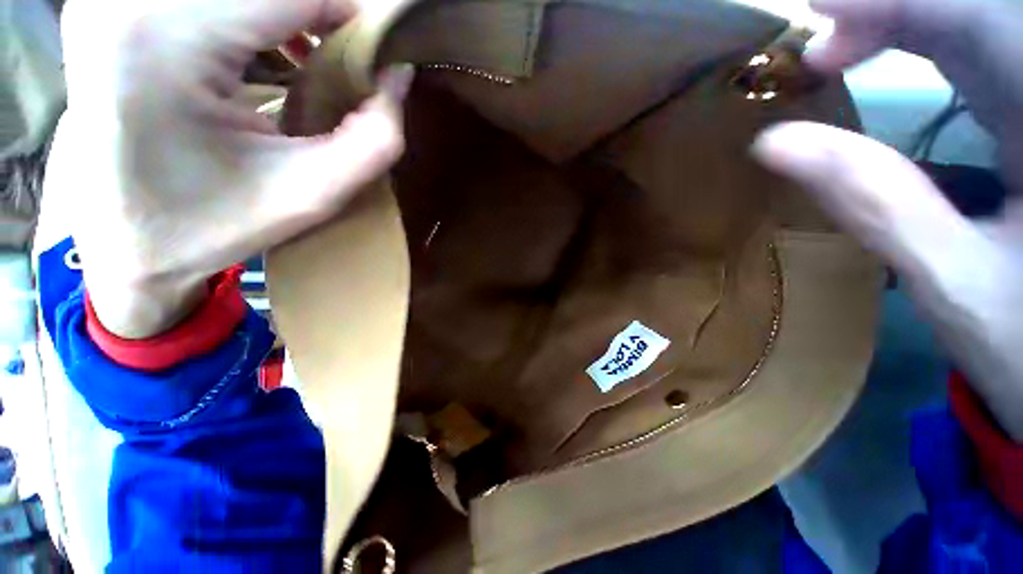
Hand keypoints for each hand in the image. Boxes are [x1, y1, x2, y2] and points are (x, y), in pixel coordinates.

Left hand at [47, 0, 411, 337]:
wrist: (127, 245)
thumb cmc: (215, 227)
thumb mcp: (313, 194)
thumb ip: (374, 140)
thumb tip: (399, 75)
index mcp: (167, 38)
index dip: (355, 15)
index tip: (386, 55)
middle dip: (326, 15)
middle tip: (357, 63)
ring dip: (296, 14)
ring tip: (323, 60)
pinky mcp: (115, 8)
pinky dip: (261, 15)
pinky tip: (279, 51)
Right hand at [753, 0, 1022, 439]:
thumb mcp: (949, 278)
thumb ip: (873, 202)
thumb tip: (775, 145)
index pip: (972, 21)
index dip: (891, 3)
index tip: (814, 14)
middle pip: (977, 12)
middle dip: (894, 12)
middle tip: (821, 48)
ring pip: (980, 25)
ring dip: (909, 22)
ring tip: (844, 49)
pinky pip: (988, 51)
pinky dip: (936, 40)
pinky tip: (898, 52)